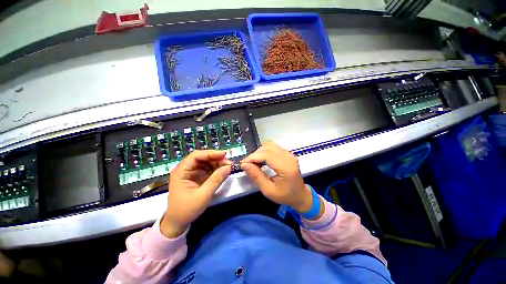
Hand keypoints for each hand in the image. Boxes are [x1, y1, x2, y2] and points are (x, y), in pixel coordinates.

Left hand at [161, 150, 230, 237]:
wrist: (178, 223)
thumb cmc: (186, 209)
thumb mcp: (203, 195)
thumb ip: (216, 180)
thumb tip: (228, 167)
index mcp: (181, 171)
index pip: (196, 156)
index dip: (210, 153)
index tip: (224, 155)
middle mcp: (186, 169)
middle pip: (202, 158)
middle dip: (216, 158)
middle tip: (228, 162)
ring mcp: (192, 173)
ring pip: (206, 163)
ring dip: (217, 163)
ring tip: (228, 166)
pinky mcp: (198, 177)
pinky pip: (208, 169)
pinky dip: (216, 169)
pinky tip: (223, 171)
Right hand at [241, 142, 312, 212]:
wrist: (300, 195)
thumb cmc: (285, 195)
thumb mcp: (268, 190)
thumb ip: (256, 176)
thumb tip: (244, 165)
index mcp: (286, 167)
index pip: (266, 155)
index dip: (252, 157)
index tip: (243, 164)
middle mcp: (288, 156)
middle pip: (267, 148)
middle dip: (254, 155)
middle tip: (247, 165)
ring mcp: (288, 153)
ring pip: (269, 146)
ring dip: (259, 153)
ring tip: (254, 163)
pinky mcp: (287, 153)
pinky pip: (272, 147)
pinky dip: (264, 152)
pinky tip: (261, 160)